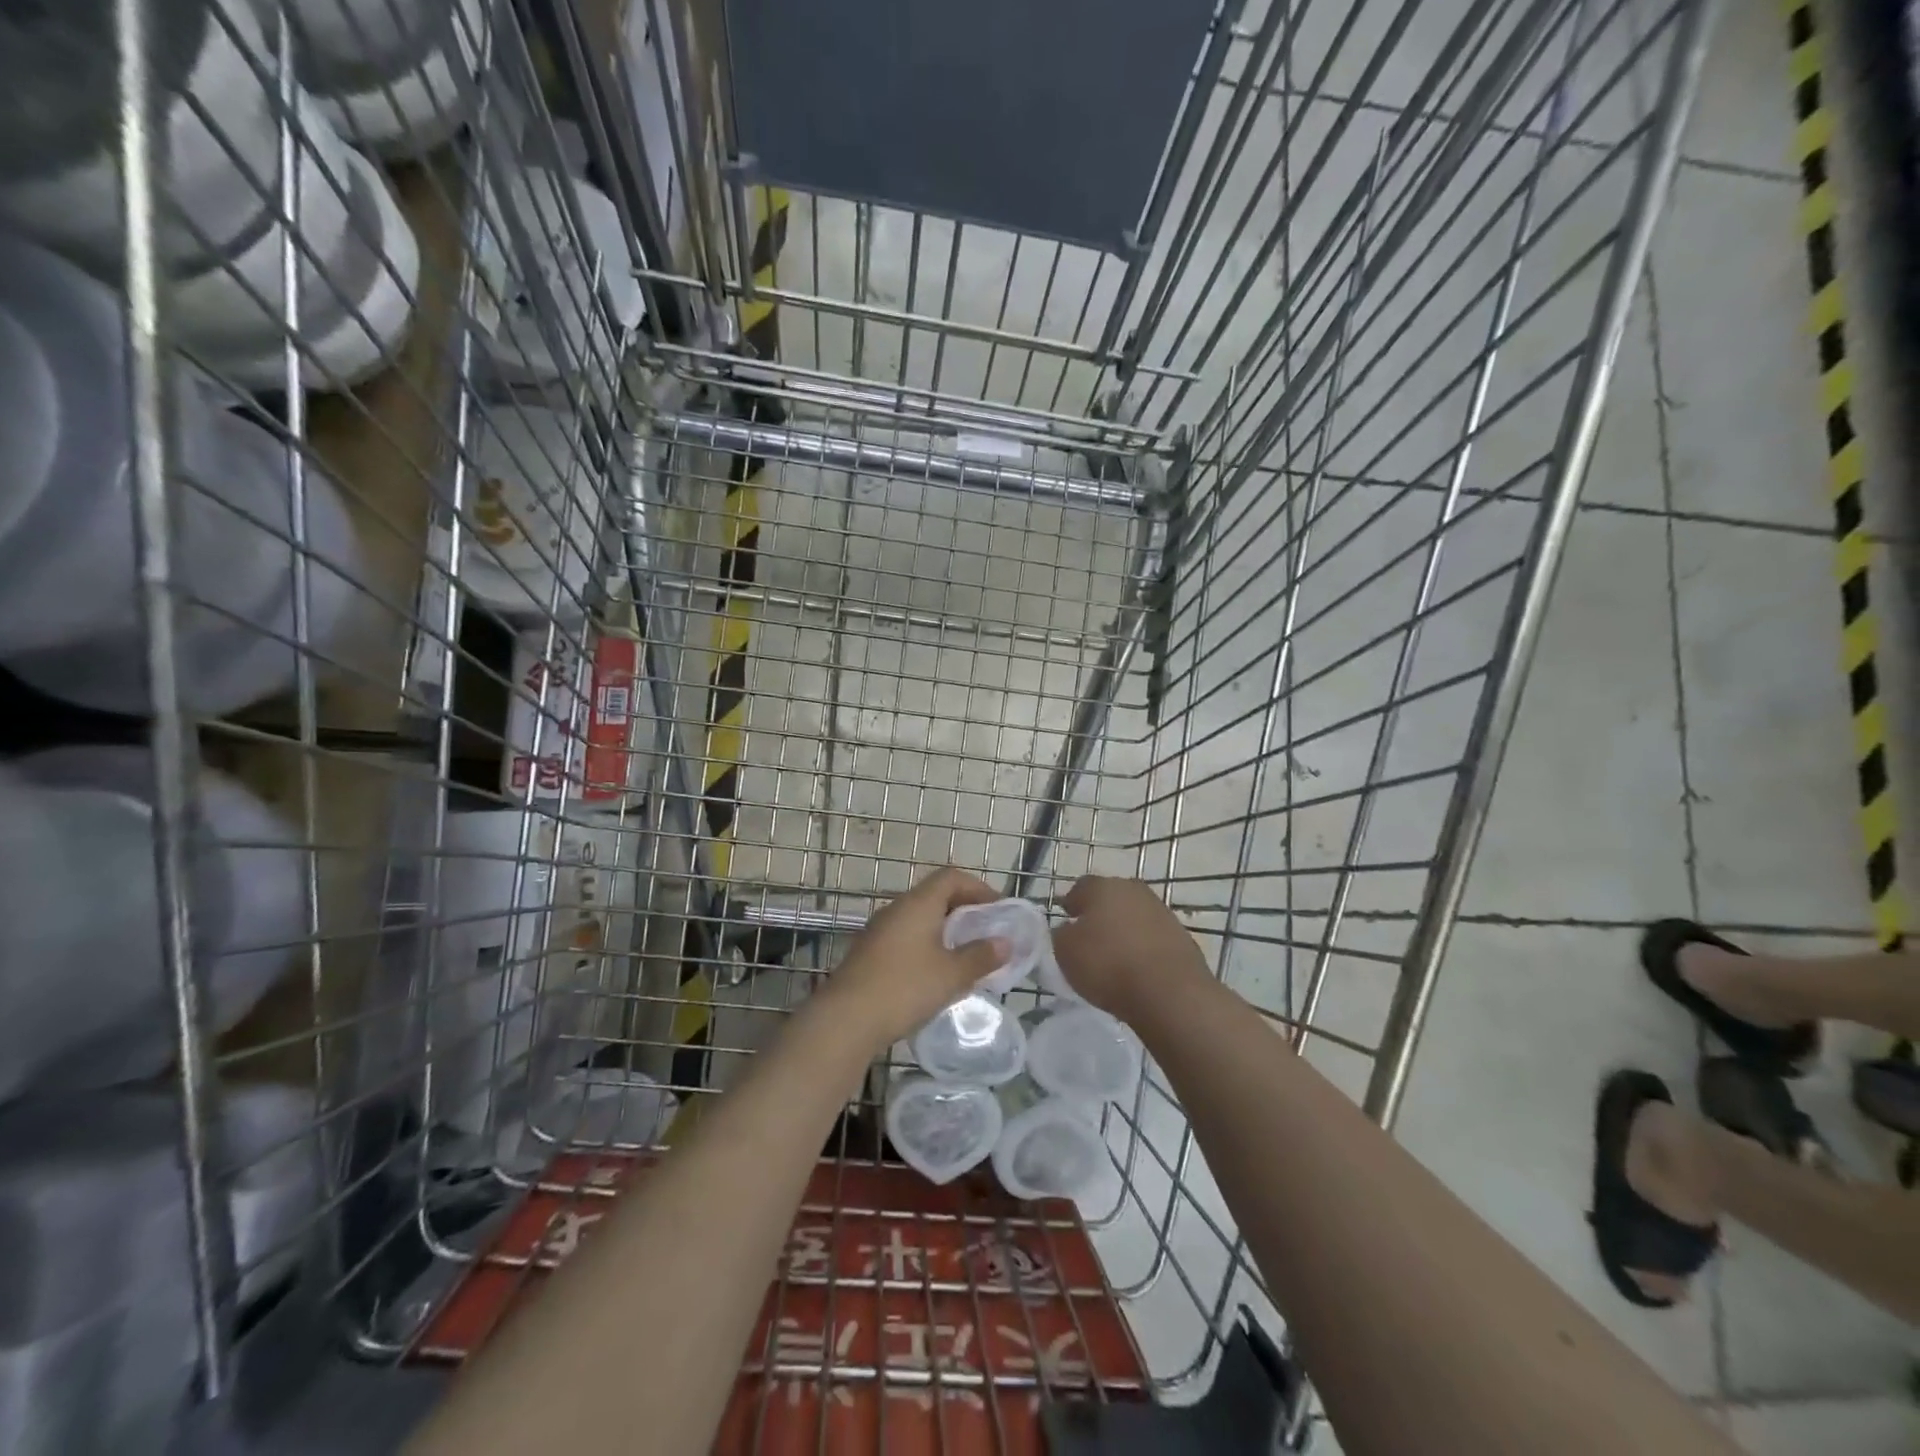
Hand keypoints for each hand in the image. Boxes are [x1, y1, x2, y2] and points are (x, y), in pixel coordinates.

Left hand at [822, 867, 1005, 1053]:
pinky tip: (937, 974)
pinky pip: (907, 938)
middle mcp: (897, 908)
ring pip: (920, 919)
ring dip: (946, 931)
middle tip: (987, 934)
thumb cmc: (904, 988)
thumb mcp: (951, 974)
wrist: (845, 1019)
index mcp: (918, 903)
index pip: (951, 877)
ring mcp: (879, 930)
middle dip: (965, 911)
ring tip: (967, 956)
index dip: (979, 888)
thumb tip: (1005, 943)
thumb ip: (980, 956)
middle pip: (936, 896)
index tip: (999, 911)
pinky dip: (928, 946)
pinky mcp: (870, 953)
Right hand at [1050, 876, 1208, 1022]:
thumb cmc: (1108, 965)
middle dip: (1099, 914)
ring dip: (1124, 930)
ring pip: (1134, 916)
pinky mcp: (1181, 936)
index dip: (1071, 904)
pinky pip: (1153, 937)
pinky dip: (1144, 948)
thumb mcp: (1065, 952)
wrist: (1170, 993)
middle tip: (1089, 939)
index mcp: (1102, 887)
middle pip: (1110, 898)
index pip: (1080, 888)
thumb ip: (1061, 934)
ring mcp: (1162, 911)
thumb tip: (1067, 929)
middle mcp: (1133, 890)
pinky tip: (1138, 969)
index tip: (1065, 922)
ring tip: (1114, 957)